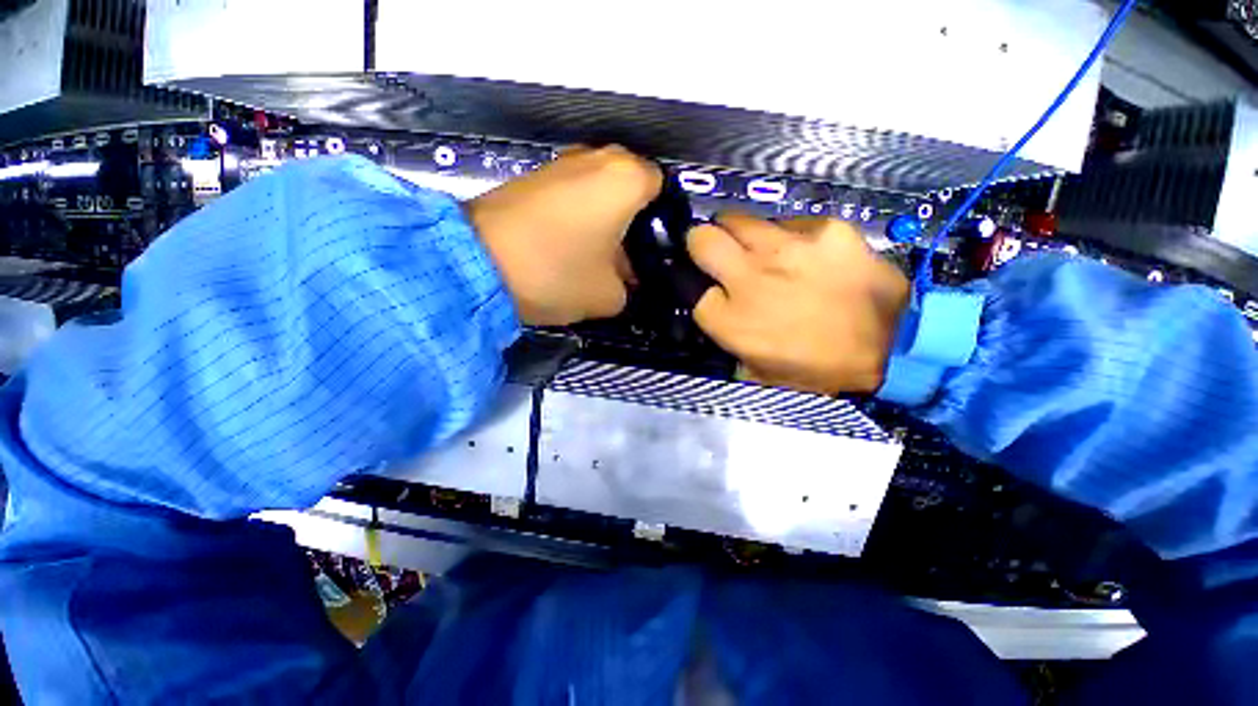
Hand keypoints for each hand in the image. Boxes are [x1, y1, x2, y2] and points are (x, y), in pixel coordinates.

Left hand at [467, 146, 660, 325]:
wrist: (475, 263)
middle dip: (633, 220)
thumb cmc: (557, 273)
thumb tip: (625, 280)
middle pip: (630, 188)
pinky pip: (572, 192)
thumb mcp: (609, 296)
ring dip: (604, 218)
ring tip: (595, 254)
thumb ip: (630, 287)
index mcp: (625, 179)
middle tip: (626, 256)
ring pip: (599, 190)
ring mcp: (560, 163)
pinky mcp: (533, 176)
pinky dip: (577, 215)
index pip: (661, 189)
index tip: (652, 250)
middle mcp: (596, 157)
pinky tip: (567, 245)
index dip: (660, 221)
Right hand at [687, 213, 909, 394]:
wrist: (892, 347)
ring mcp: (786, 249)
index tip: (710, 288)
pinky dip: (786, 236)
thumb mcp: (757, 370)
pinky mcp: (824, 229)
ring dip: (740, 235)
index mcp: (730, 320)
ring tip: (760, 250)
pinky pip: (787, 222)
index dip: (698, 287)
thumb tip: (715, 313)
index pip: (689, 287)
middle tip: (718, 253)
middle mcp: (748, 278)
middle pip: (700, 239)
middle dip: (701, 243)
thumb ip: (727, 340)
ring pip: (737, 219)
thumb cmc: (817, 367)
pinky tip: (804, 252)